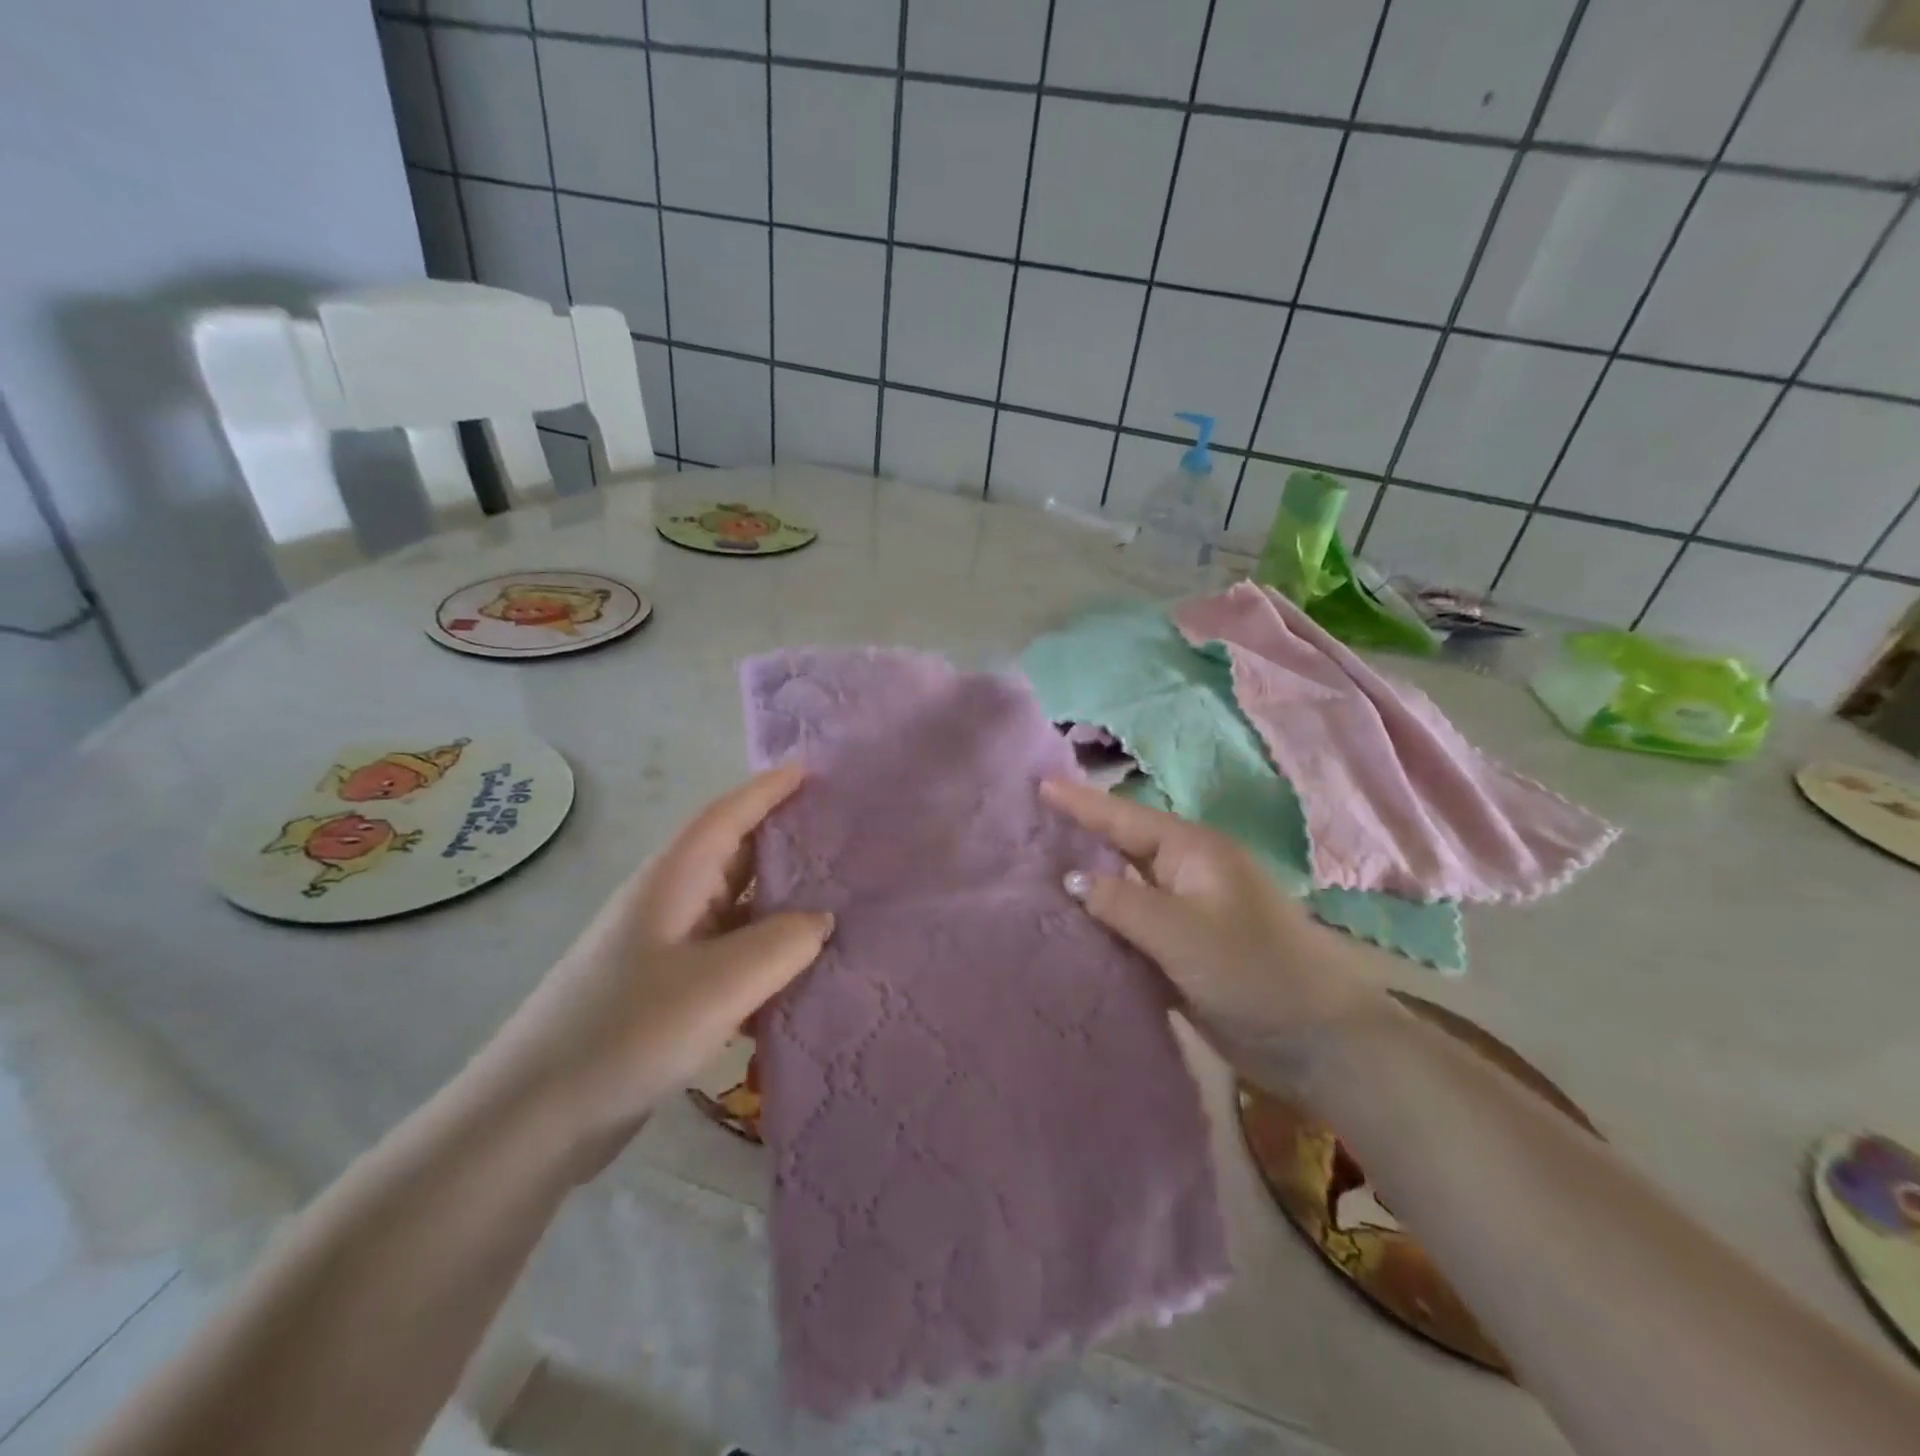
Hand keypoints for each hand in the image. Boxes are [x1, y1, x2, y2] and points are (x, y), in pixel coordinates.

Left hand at [477, 765, 832, 1169]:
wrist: (534, 1119)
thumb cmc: (626, 1031)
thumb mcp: (719, 984)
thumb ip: (783, 944)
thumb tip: (822, 920)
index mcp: (674, 880)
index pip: (728, 815)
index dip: (769, 788)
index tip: (812, 768)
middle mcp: (671, 902)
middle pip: (736, 854)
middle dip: (786, 839)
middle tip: (845, 834)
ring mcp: (668, 948)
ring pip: (738, 907)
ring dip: (783, 901)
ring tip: (840, 899)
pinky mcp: (669, 990)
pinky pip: (732, 954)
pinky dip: (767, 954)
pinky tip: (802, 973)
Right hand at [1041, 779, 1389, 1083]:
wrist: (1318, 1042)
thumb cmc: (1253, 971)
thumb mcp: (1181, 932)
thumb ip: (1121, 902)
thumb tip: (1071, 878)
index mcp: (1192, 851)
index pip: (1124, 818)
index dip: (1081, 802)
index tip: (1039, 783)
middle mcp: (1187, 873)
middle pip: (1122, 848)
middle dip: (1079, 838)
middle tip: (1027, 828)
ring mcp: (1188, 912)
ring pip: (1125, 889)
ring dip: (1088, 886)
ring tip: (1034, 874)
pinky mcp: (1185, 950)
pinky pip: (1134, 928)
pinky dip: (1105, 926)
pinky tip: (1070, 929)